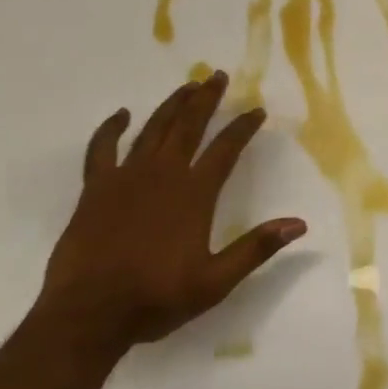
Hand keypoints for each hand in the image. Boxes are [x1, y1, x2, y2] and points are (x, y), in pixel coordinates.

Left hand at [35, 72, 306, 347]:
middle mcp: (164, 174)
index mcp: (194, 194)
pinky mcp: (96, 187)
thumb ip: (256, 248)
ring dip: (172, 104)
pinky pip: (102, 148)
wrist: (89, 313)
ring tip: (187, 86)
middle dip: (206, 99)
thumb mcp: (215, 282)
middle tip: (217, 75)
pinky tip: (121, 115)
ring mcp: (126, 176)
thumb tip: (298, 224)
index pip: (226, 149)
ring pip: (153, 128)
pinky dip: (110, 129)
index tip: (256, 110)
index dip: (243, 127)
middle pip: (189, 125)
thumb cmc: (155, 298)